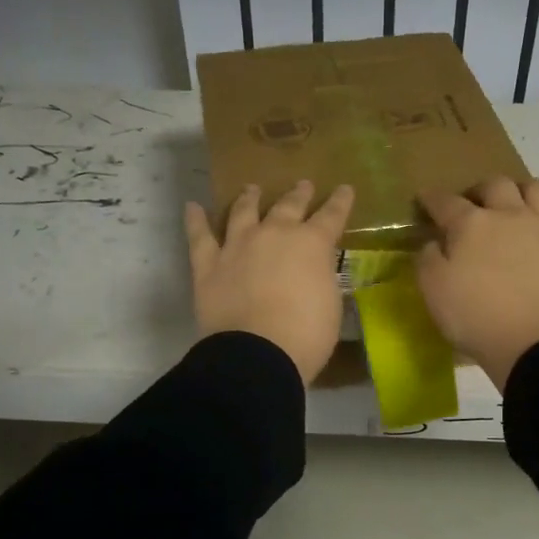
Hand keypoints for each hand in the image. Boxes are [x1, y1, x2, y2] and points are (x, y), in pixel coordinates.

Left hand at [184, 180, 353, 383]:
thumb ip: (322, 278)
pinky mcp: (209, 264)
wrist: (258, 353)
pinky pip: (200, 236)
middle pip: (288, 206)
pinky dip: (196, 220)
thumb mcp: (331, 304)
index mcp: (312, 244)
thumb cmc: (307, 334)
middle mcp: (274, 234)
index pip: (331, 216)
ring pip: (243, 212)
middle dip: (298, 194)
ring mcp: (238, 246)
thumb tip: (316, 271)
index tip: (344, 189)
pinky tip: (193, 206)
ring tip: (252, 188)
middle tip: (303, 185)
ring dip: (249, 198)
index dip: (340, 201)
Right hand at [417, 177, 538, 389]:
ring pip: (534, 188)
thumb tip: (433, 243)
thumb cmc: (477, 317)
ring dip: (519, 190)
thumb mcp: (434, 291)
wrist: (537, 341)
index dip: (431, 199)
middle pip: (494, 185)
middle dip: (478, 190)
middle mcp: (508, 214)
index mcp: (471, 224)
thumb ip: (427, 260)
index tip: (424, 199)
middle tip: (470, 205)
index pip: (445, 202)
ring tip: (511, 204)